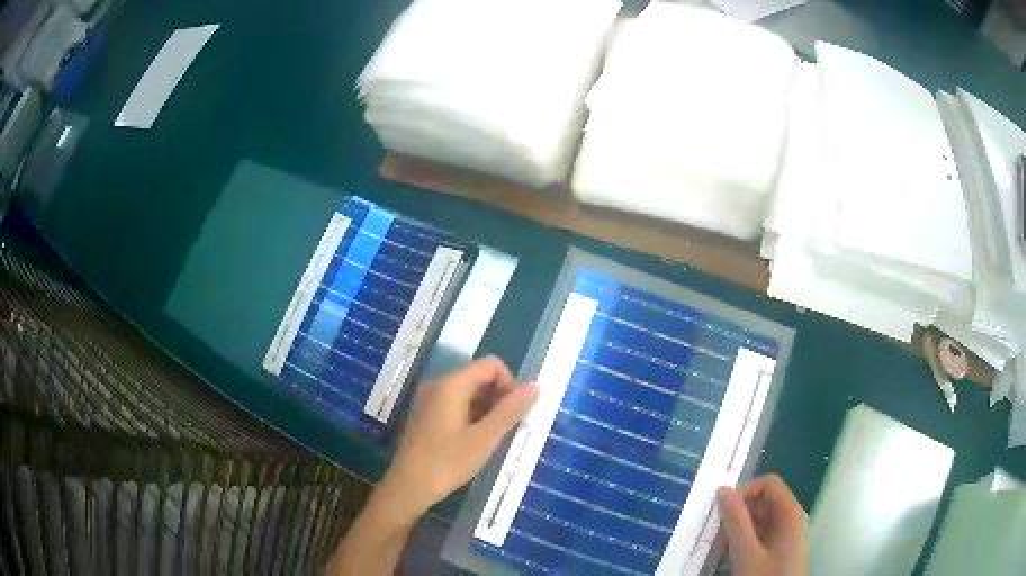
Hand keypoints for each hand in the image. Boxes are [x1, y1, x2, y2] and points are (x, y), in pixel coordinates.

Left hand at [376, 356, 538, 524]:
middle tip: (506, 429)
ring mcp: (429, 399)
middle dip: (499, 397)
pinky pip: (455, 404)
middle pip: (479, 377)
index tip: (514, 413)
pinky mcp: (425, 414)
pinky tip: (474, 441)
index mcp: (451, 384)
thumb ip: (510, 410)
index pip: (491, 365)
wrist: (408, 487)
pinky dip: (471, 416)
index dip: (510, 384)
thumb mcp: (485, 438)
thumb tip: (536, 386)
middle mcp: (438, 384)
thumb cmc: (447, 462)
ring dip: (486, 409)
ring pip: (468, 392)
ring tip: (491, 438)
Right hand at [719, 474, 807, 575]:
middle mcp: (791, 519)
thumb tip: (723, 490)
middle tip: (715, 531)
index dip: (745, 491)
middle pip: (763, 502)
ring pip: (759, 520)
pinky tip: (728, 558)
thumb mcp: (746, 552)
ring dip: (737, 530)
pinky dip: (742, 542)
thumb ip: (736, 521)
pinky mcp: (779, 550)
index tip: (721, 510)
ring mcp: (786, 536)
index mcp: (790, 513)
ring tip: (718, 548)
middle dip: (737, 513)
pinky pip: (760, 536)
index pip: (768, 484)